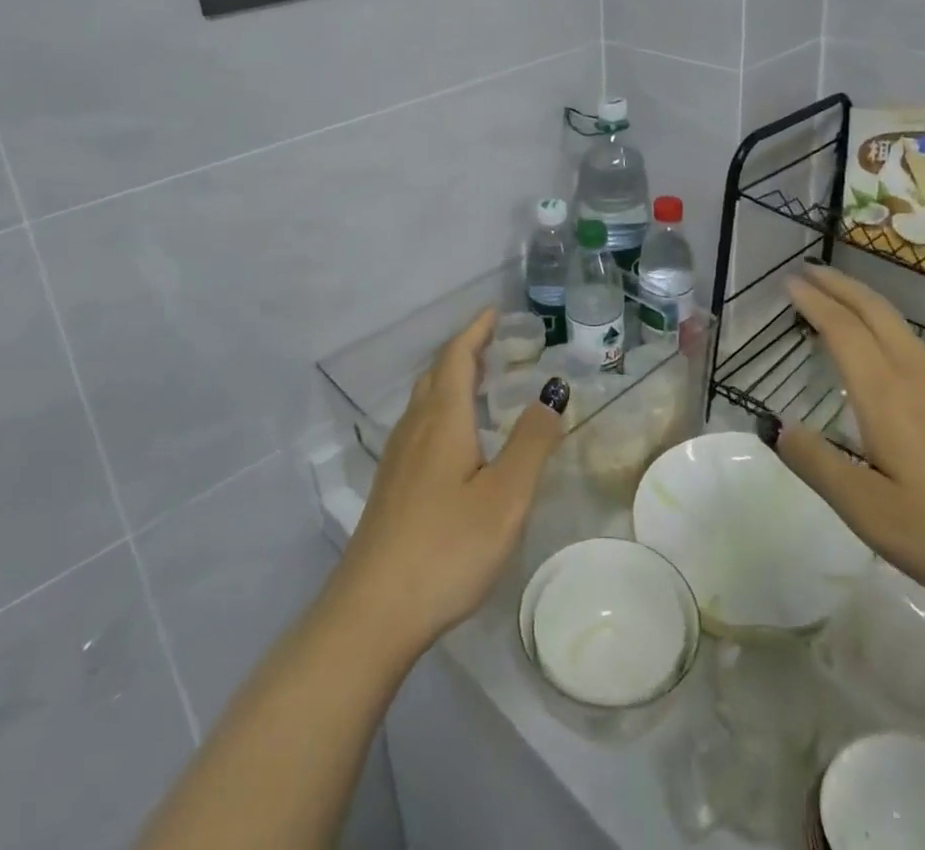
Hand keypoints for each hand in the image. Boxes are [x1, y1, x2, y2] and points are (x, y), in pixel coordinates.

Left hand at [330, 309, 569, 656]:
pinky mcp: (392, 488)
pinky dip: (442, 410)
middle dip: (464, 351)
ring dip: (451, 380)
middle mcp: (415, 429)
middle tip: (495, 343)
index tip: (494, 311)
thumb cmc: (446, 548)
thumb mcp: (505, 497)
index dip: (475, 330)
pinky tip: (456, 440)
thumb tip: (553, 391)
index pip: (456, 357)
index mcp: (442, 420)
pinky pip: (420, 427)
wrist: (372, 613)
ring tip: (479, 383)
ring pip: (425, 401)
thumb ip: (532, 442)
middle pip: (437, 374)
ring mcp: (397, 460)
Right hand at [774, 267, 924, 619]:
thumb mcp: (873, 514)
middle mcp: (915, 379)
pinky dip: (884, 327)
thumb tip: (775, 426)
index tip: (788, 281)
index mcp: (886, 396)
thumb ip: (819, 466)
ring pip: (898, 326)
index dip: (814, 301)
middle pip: (875, 312)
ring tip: (836, 299)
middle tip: (808, 270)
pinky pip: (913, 346)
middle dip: (840, 285)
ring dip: (863, 301)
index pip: (842, 330)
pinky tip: (882, 351)